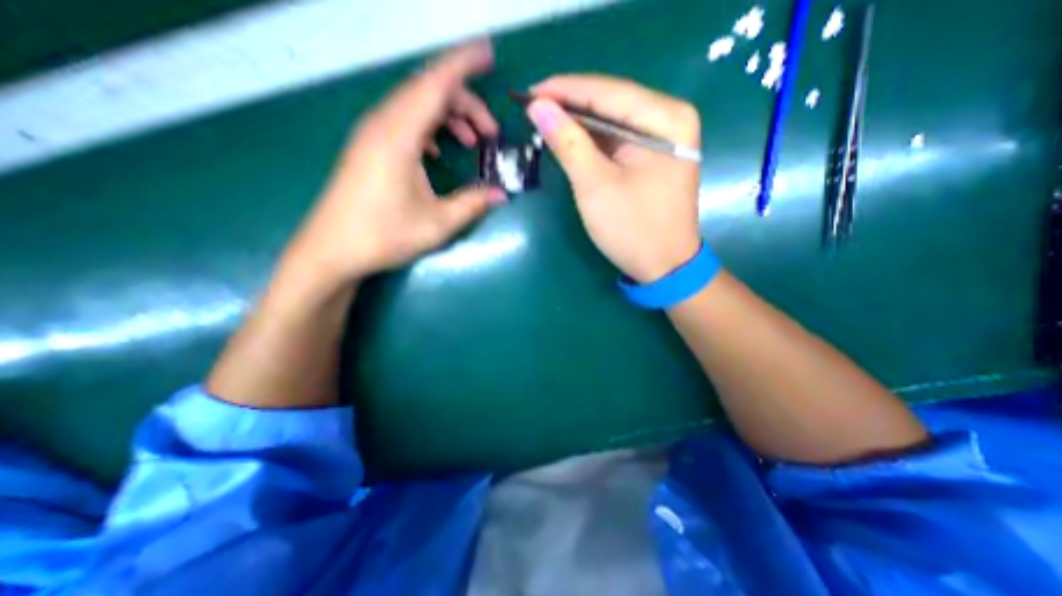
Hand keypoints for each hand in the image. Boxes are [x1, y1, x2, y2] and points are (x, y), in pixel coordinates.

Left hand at [287, 40, 504, 283]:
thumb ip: (472, 204)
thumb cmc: (384, 236)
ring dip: (448, 116)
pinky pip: (404, 122)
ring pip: (416, 106)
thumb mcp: (438, 224)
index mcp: (398, 136)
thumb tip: (502, 194)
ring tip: (472, 142)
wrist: (332, 251)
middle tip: (491, 133)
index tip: (489, 55)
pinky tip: (439, 153)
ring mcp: (372, 134)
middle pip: (428, 92)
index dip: (464, 65)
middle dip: (466, 104)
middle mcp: (382, 125)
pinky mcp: (368, 147)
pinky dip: (429, 128)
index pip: (435, 84)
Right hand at [525, 76, 702, 284]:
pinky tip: (569, 139)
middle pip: (611, 102)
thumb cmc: (632, 229)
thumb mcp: (595, 185)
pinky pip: (617, 139)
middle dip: (570, 105)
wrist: (663, 267)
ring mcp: (663, 138)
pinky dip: (591, 141)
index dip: (564, 90)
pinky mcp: (653, 156)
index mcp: (666, 119)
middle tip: (531, 108)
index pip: (607, 91)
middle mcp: (670, 119)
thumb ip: (568, 142)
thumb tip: (537, 106)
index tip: (527, 93)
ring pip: (612, 120)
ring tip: (543, 121)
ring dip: (578, 123)